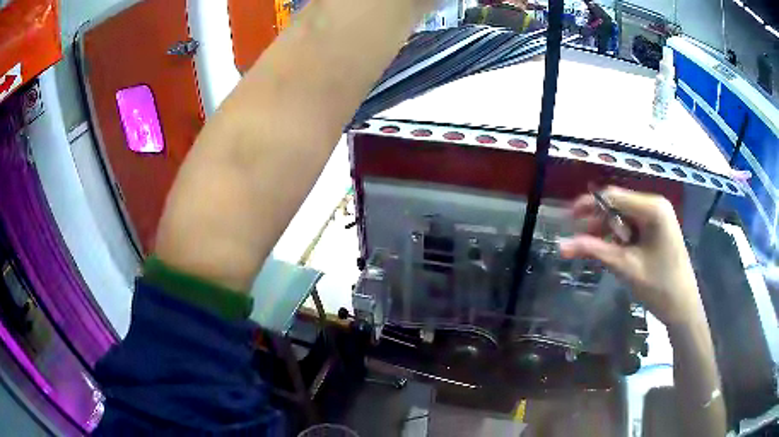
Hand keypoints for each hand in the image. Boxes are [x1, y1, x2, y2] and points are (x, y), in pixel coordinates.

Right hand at [559, 186, 702, 325]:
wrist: (683, 306)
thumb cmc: (659, 286)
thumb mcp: (625, 267)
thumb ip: (594, 250)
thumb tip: (562, 245)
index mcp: (652, 208)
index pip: (613, 196)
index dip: (589, 204)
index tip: (569, 219)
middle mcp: (656, 205)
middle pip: (619, 204)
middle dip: (599, 220)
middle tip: (581, 240)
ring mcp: (659, 215)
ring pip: (624, 215)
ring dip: (609, 230)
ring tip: (596, 249)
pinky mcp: (659, 227)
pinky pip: (633, 224)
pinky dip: (621, 236)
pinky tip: (614, 250)